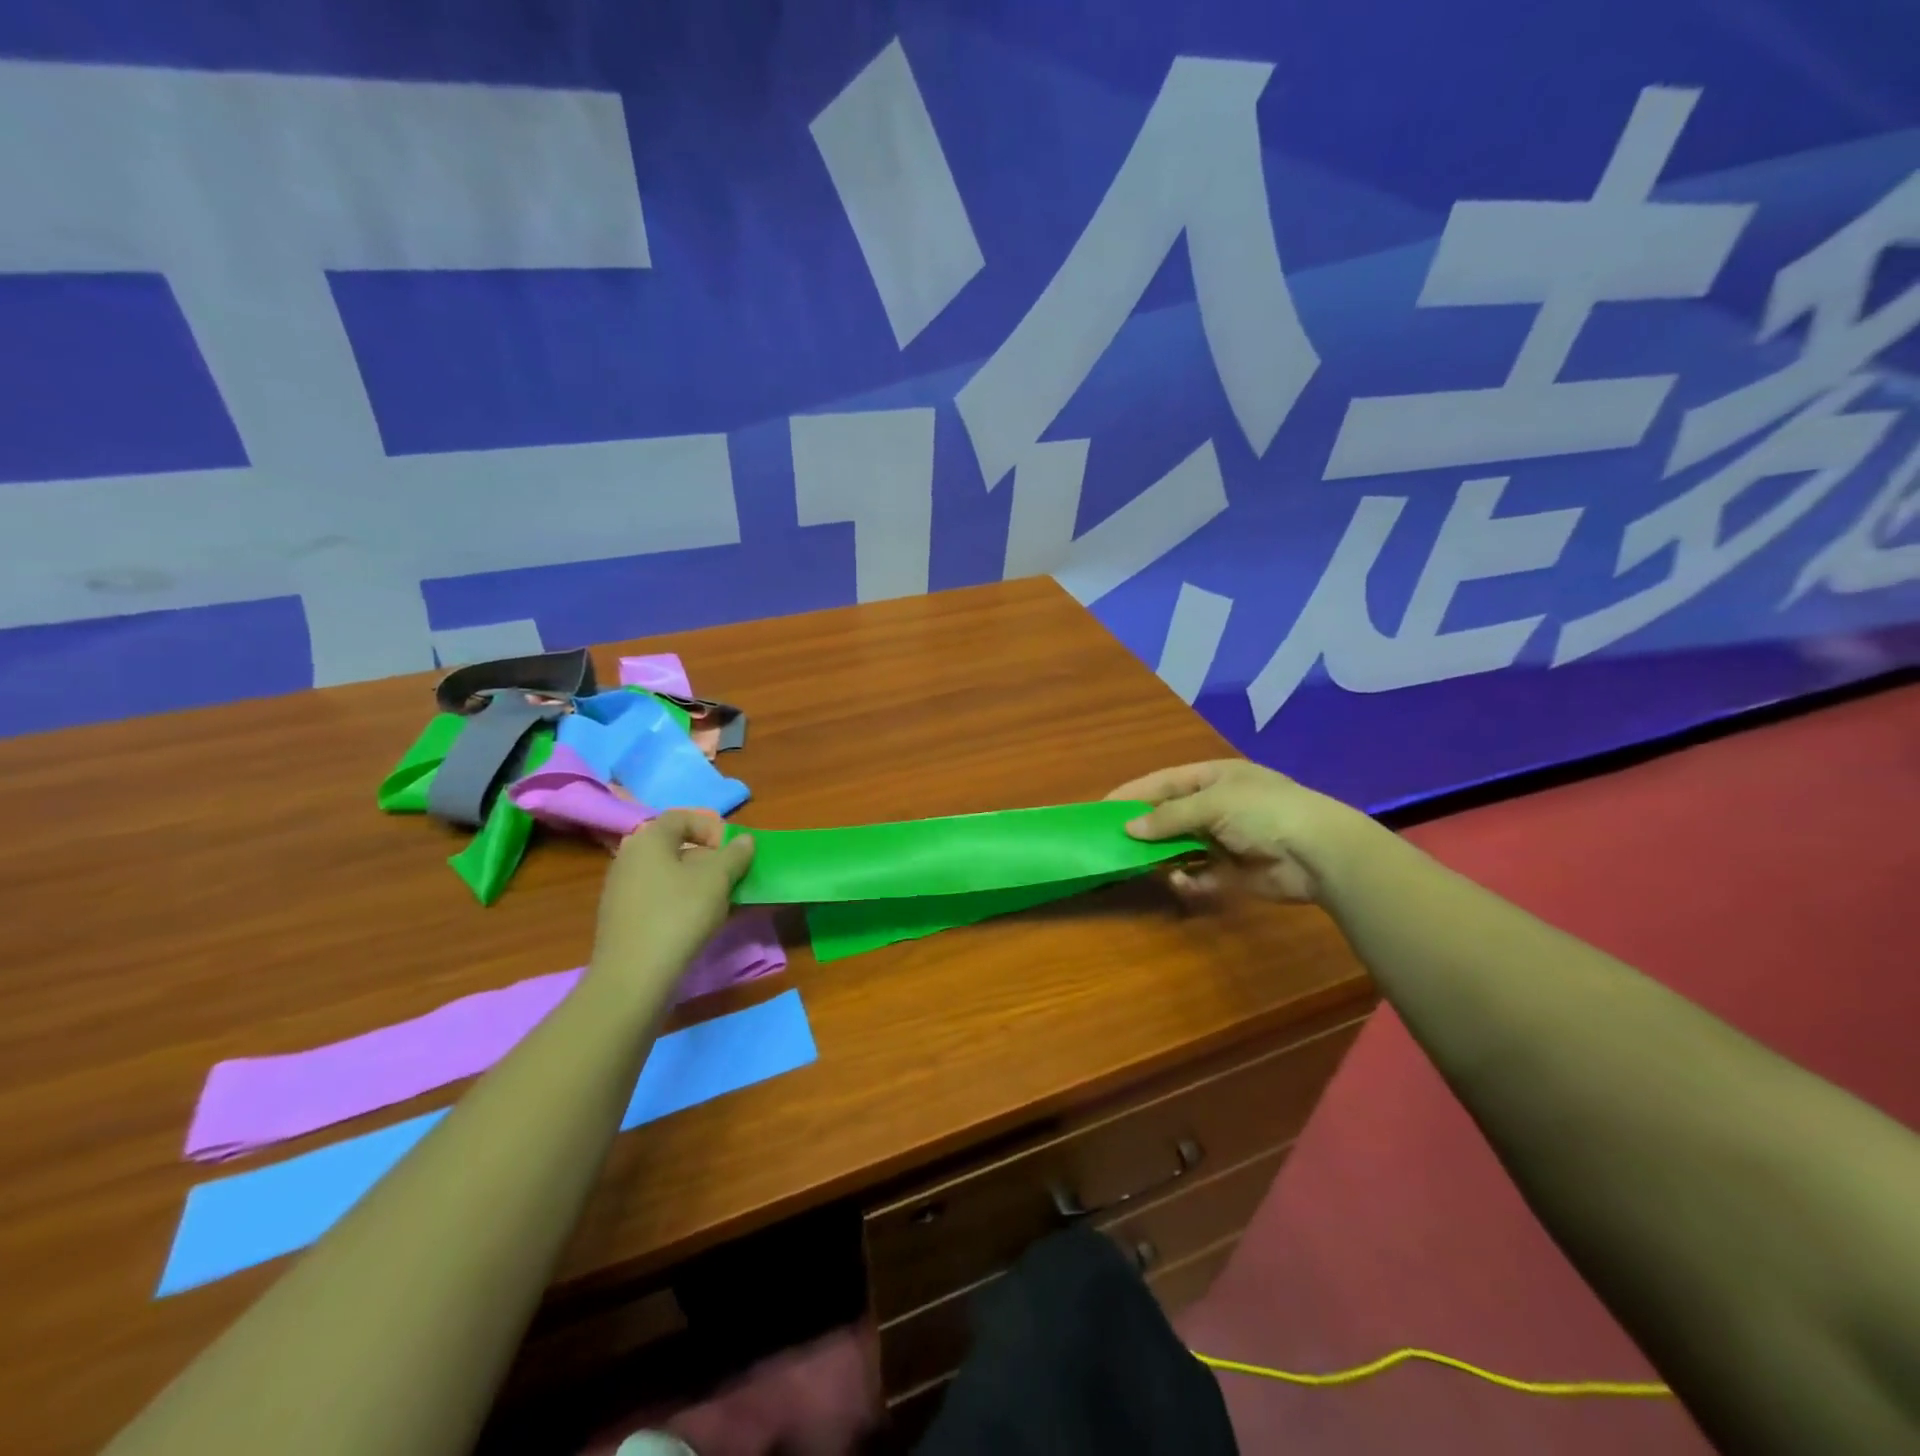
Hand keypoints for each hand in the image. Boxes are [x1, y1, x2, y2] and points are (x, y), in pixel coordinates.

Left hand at [589, 810, 755, 990]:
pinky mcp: (621, 918)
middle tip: (732, 876)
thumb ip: (735, 854)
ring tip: (721, 902)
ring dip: (697, 881)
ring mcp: (620, 889)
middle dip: (709, 858)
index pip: (682, 817)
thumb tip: (745, 840)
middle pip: (675, 846)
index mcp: (648, 840)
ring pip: (668, 873)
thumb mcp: (717, 880)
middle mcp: (628, 857)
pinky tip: (697, 922)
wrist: (633, 976)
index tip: (733, 850)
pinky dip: (680, 901)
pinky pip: (657, 896)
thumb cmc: (678, 915)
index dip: (712, 828)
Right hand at [1107, 760, 1365, 905]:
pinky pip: (1199, 875)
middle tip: (1111, 842)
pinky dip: (1187, 879)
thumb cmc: (1263, 812)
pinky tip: (1181, 881)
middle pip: (1169, 816)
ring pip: (1180, 848)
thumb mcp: (1212, 803)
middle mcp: (1217, 807)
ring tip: (1139, 865)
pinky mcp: (1232, 873)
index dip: (1133, 793)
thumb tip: (1129, 829)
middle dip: (1144, 829)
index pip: (1164, 782)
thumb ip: (1168, 816)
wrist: (1319, 853)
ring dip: (1163, 856)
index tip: (1102, 808)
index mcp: (1214, 778)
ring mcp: (1225, 841)